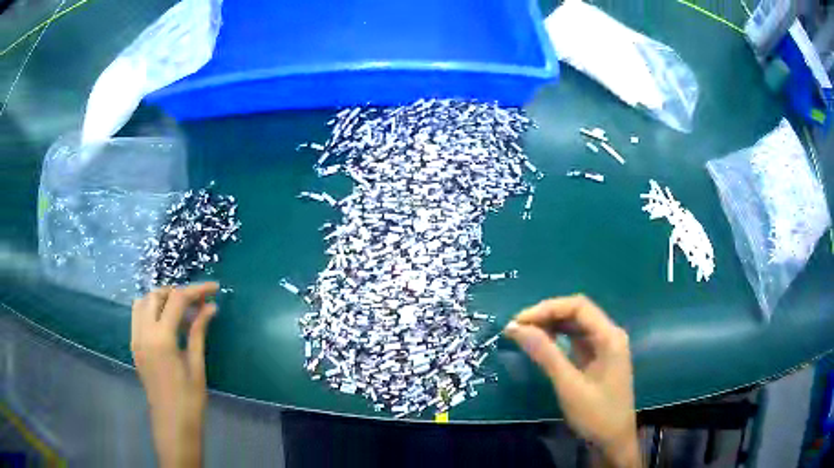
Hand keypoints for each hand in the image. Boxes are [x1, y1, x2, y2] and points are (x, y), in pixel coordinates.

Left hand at [131, 283, 218, 467]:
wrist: (172, 424)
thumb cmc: (189, 400)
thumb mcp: (196, 365)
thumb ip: (198, 332)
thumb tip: (210, 307)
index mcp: (161, 339)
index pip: (177, 300)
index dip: (196, 290)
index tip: (214, 288)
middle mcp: (143, 333)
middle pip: (156, 295)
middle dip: (177, 293)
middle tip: (197, 302)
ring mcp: (135, 339)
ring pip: (142, 302)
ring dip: (161, 299)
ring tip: (181, 311)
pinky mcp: (134, 346)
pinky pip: (138, 317)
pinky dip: (151, 310)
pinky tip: (167, 323)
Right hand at [504, 295, 639, 467]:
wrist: (613, 442)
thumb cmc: (596, 415)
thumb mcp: (569, 385)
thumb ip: (545, 354)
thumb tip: (516, 328)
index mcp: (609, 336)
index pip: (578, 306)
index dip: (547, 308)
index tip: (519, 321)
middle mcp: (609, 335)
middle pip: (577, 312)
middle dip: (547, 315)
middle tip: (517, 328)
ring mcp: (605, 347)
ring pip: (576, 325)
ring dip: (551, 326)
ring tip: (524, 334)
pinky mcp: (598, 359)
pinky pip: (576, 340)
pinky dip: (558, 339)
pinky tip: (542, 344)